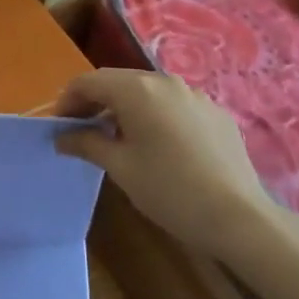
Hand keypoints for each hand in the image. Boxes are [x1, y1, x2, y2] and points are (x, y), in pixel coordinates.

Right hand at [54, 69, 276, 252]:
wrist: (239, 217)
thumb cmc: (169, 190)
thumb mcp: (120, 168)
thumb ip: (87, 143)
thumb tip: (62, 137)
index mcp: (136, 89)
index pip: (88, 82)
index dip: (68, 101)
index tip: (60, 127)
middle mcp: (164, 80)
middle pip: (118, 82)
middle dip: (96, 103)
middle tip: (83, 132)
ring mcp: (194, 95)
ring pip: (148, 92)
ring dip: (125, 109)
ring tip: (120, 140)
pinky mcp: (215, 112)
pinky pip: (174, 105)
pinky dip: (156, 116)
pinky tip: (160, 147)